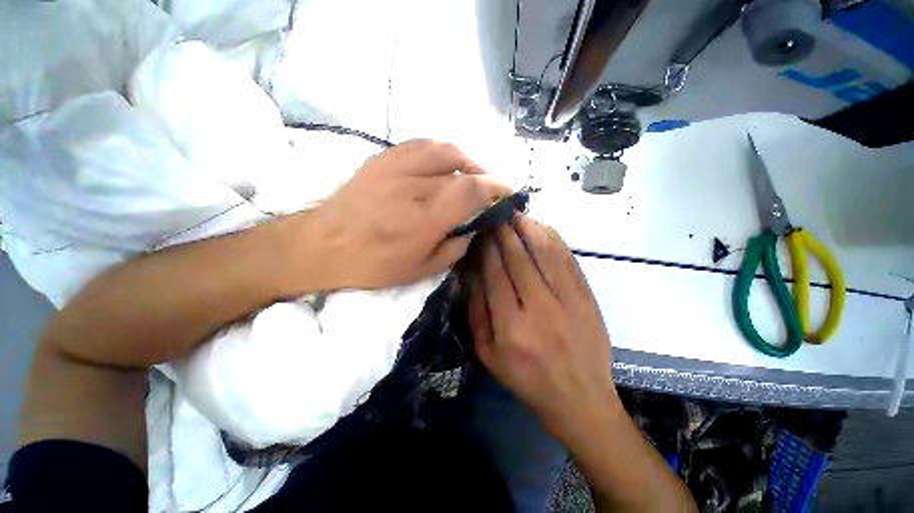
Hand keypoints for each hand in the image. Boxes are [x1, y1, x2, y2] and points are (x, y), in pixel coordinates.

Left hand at [306, 140, 509, 289]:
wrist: (321, 245)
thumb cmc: (372, 265)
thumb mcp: (420, 271)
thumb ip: (454, 249)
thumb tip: (474, 228)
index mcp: (423, 222)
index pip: (471, 191)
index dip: (495, 188)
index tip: (507, 192)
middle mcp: (413, 188)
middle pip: (462, 170)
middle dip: (484, 177)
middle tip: (489, 189)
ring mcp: (395, 168)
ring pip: (445, 150)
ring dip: (466, 161)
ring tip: (471, 174)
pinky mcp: (382, 159)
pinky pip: (421, 144)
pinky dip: (442, 152)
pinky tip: (444, 164)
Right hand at [466, 215, 617, 437]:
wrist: (580, 398)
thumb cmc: (526, 379)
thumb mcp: (487, 354)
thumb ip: (476, 311)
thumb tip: (470, 273)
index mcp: (511, 327)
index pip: (495, 273)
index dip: (486, 247)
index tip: (480, 229)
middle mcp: (540, 309)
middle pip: (518, 258)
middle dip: (504, 231)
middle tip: (495, 214)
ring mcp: (569, 301)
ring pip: (545, 252)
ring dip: (528, 228)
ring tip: (515, 214)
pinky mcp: (587, 297)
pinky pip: (567, 259)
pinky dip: (553, 239)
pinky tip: (541, 227)